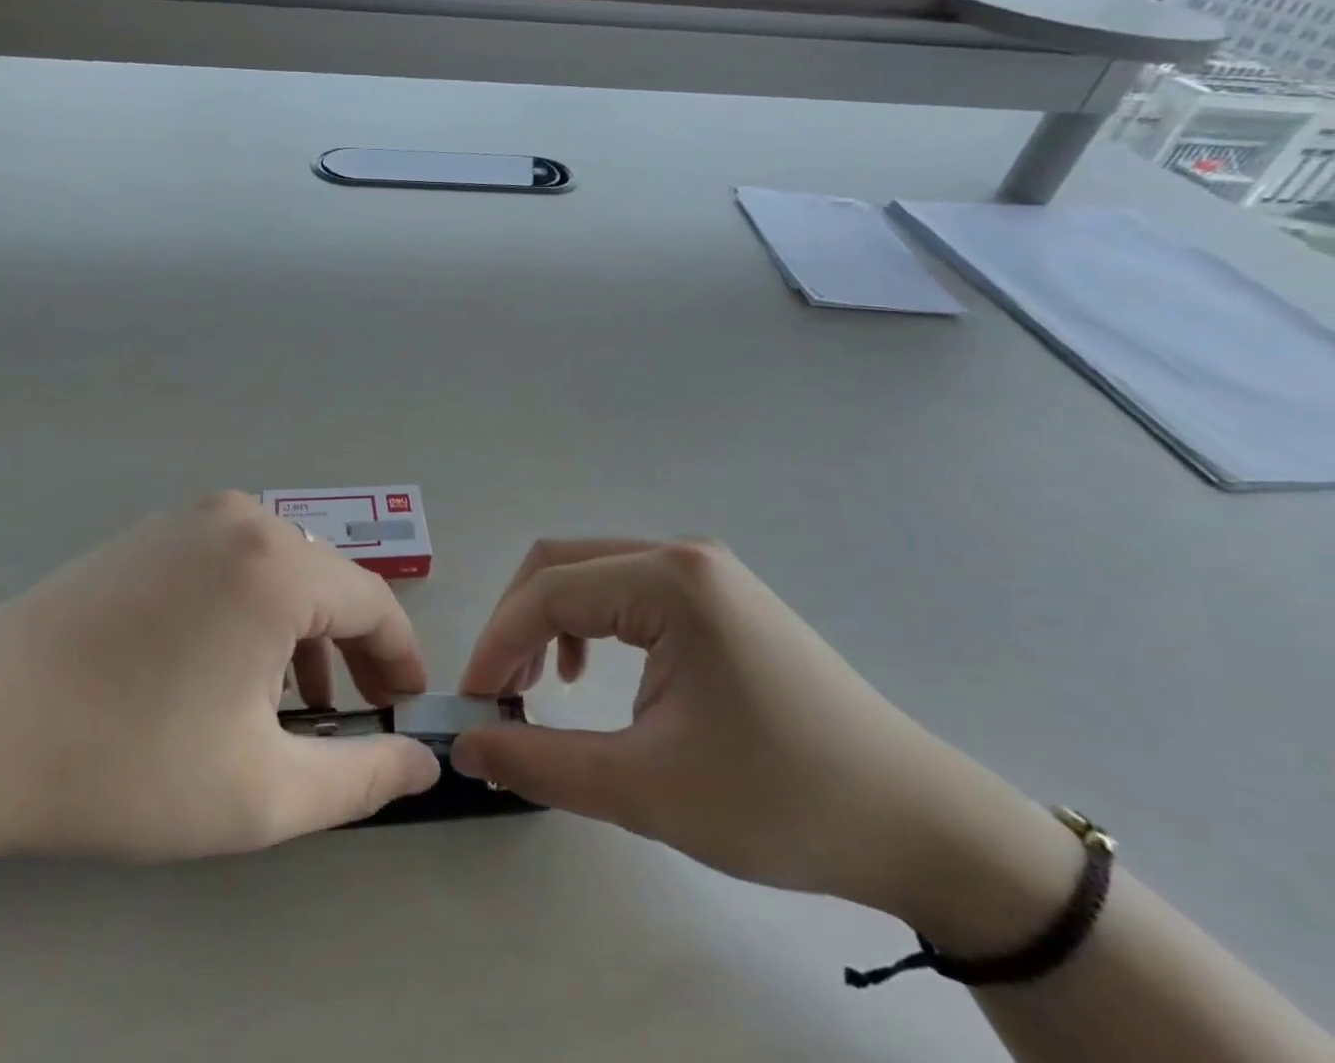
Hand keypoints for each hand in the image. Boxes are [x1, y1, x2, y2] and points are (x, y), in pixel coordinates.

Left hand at [0, 493, 440, 866]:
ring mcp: (188, 519)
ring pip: (278, 573)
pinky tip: (227, 669)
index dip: (401, 658)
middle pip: (326, 584)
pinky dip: (250, 613)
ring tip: (294, 704)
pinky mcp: (149, 533)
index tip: (408, 707)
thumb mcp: (261, 792)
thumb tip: (423, 760)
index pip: (373, 603)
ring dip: (301, 634)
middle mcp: (242, 519)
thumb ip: (360, 778)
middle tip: (359, 715)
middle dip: (352, 651)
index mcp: (277, 565)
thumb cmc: (127, 761)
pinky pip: (229, 565)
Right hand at [451, 540, 1078, 935]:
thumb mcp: (646, 788)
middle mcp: (682, 556)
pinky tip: (593, 675)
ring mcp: (705, 573)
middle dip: (516, 624)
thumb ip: (540, 762)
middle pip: (563, 564)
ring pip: (592, 574)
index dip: (496, 644)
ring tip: (541, 686)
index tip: (472, 705)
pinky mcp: (718, 599)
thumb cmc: (780, 801)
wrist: (917, 826)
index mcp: (669, 581)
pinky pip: (627, 591)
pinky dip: (590, 624)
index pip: (549, 592)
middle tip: (499, 692)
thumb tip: (465, 745)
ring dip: (550, 621)